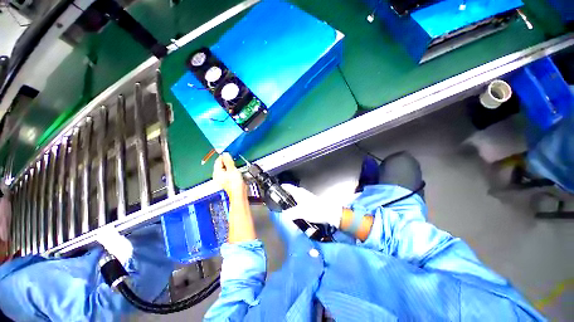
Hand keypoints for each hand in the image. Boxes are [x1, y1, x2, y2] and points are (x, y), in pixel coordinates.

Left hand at [213, 153, 246, 201]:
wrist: (239, 194)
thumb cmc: (234, 183)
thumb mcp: (232, 169)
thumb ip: (228, 161)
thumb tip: (225, 154)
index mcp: (217, 172)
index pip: (218, 160)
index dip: (224, 156)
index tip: (230, 155)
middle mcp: (218, 175)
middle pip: (221, 164)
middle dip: (228, 162)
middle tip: (234, 161)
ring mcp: (222, 179)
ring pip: (226, 169)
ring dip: (231, 166)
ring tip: (236, 167)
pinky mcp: (227, 181)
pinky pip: (229, 173)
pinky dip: (232, 171)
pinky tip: (237, 172)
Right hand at [280, 184, 342, 227]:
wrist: (328, 213)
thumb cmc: (315, 210)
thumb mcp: (301, 212)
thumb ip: (291, 213)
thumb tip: (284, 214)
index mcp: (298, 192)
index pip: (287, 186)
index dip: (280, 187)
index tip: (274, 190)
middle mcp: (301, 192)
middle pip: (290, 191)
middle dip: (283, 195)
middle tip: (277, 201)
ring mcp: (305, 196)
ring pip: (294, 196)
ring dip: (289, 200)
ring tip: (284, 207)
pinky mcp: (308, 201)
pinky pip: (298, 201)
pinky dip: (294, 204)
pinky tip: (293, 211)